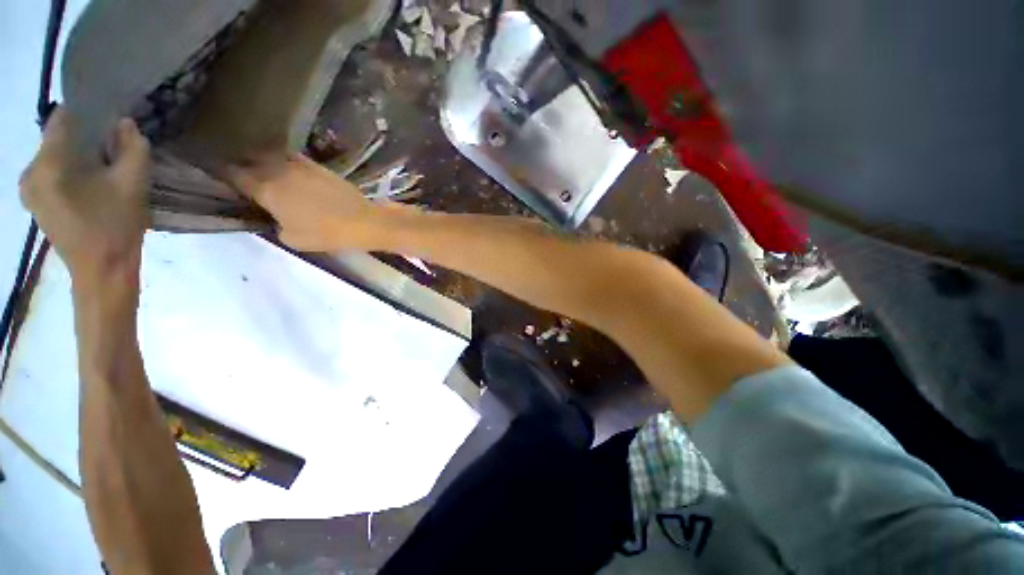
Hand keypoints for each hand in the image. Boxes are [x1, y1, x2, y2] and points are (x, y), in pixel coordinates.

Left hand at [19, 109, 150, 290]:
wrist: (102, 272)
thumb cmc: (116, 227)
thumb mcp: (133, 184)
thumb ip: (133, 148)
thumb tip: (126, 123)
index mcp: (47, 163)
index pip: (62, 119)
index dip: (87, 112)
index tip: (109, 116)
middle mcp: (30, 171)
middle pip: (57, 138)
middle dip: (84, 137)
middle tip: (112, 145)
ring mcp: (29, 189)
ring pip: (55, 157)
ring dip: (78, 155)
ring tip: (104, 164)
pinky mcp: (35, 203)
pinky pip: (51, 173)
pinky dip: (71, 170)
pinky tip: (90, 182)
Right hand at [226, 153, 383, 251]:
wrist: (363, 221)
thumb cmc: (327, 233)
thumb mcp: (292, 239)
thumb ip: (275, 224)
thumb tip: (274, 215)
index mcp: (267, 190)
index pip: (235, 175)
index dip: (225, 174)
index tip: (219, 174)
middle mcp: (278, 171)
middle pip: (251, 160)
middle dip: (242, 163)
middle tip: (239, 169)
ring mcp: (300, 165)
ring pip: (271, 155)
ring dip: (262, 158)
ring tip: (260, 165)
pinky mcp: (318, 165)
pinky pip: (293, 157)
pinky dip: (285, 159)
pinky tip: (287, 166)